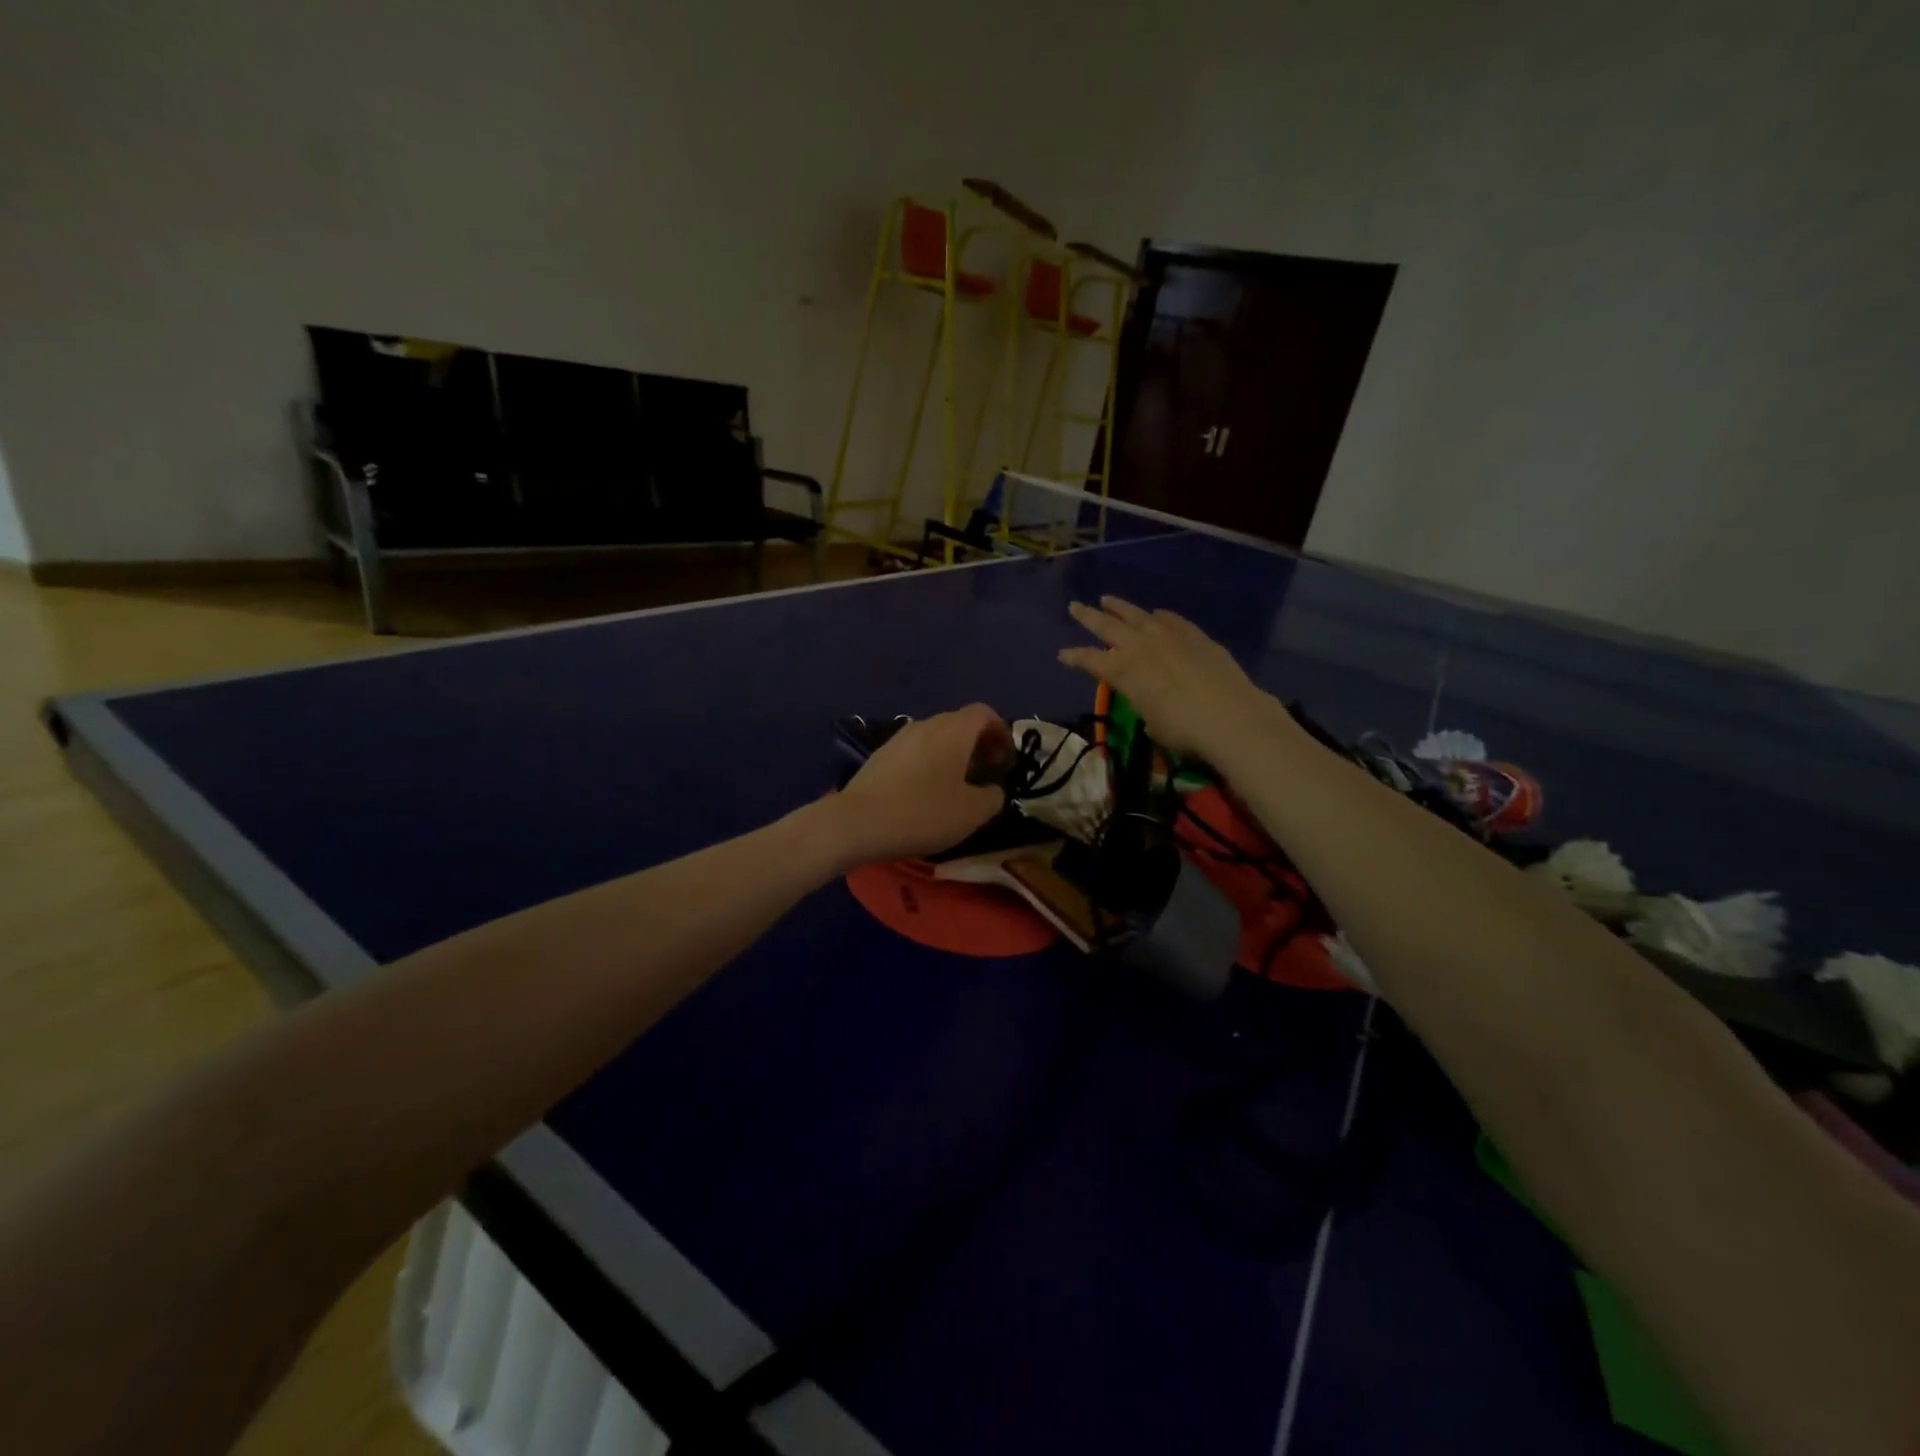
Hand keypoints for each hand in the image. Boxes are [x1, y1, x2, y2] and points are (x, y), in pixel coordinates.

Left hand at [830, 704, 1010, 864]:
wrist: (857, 823)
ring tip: (958, 786)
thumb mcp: (972, 813)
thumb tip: (993, 788)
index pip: (985, 713)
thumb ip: (994, 796)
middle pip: (960, 723)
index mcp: (954, 730)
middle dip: (979, 745)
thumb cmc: (922, 814)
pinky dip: (931, 762)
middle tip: (986, 775)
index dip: (1002, 733)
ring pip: (937, 737)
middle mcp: (927, 724)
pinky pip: (917, 750)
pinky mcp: (881, 755)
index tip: (1006, 761)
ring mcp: (900, 737)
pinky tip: (927, 792)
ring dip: (954, 754)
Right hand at [1059, 596, 1285, 760]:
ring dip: (1121, 607)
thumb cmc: (1183, 729)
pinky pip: (1171, 620)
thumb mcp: (1153, 723)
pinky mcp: (1195, 636)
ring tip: (1108, 600)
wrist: (1230, 717)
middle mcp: (1141, 647)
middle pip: (1108, 627)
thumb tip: (1152, 703)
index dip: (1074, 657)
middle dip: (1088, 616)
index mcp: (1124, 671)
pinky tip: (1156, 613)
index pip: (1091, 660)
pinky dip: (1159, 616)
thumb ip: (1145, 706)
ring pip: (1138, 615)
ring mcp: (1170, 637)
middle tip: (1075, 606)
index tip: (1062, 654)